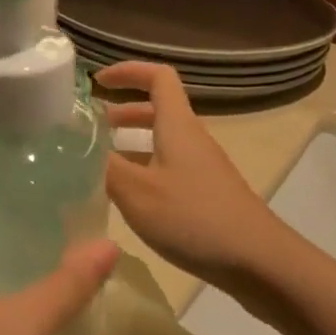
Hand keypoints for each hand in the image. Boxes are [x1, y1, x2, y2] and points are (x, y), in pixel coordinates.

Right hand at [96, 61, 291, 291]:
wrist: (260, 262)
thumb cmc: (194, 218)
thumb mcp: (137, 192)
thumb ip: (103, 167)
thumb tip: (74, 146)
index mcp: (177, 126)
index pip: (158, 77)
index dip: (128, 71)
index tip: (98, 82)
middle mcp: (191, 139)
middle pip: (158, 110)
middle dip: (122, 112)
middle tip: (90, 129)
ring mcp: (202, 169)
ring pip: (162, 143)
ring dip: (131, 145)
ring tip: (99, 165)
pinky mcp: (207, 196)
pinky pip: (168, 169)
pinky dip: (144, 172)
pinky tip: (127, 200)